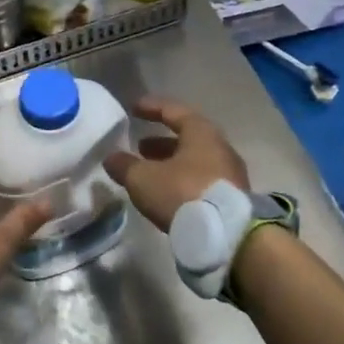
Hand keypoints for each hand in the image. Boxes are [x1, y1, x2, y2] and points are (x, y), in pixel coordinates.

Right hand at [104, 97, 250, 231]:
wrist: (227, 236)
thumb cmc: (183, 193)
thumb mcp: (143, 179)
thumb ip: (125, 166)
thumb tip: (111, 158)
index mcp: (201, 133)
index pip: (174, 111)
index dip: (152, 108)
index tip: (134, 108)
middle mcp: (220, 148)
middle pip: (188, 138)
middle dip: (161, 142)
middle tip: (140, 147)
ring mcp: (230, 174)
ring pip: (195, 162)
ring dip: (171, 164)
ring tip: (149, 173)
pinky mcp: (232, 199)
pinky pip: (202, 181)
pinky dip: (182, 181)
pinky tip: (167, 194)